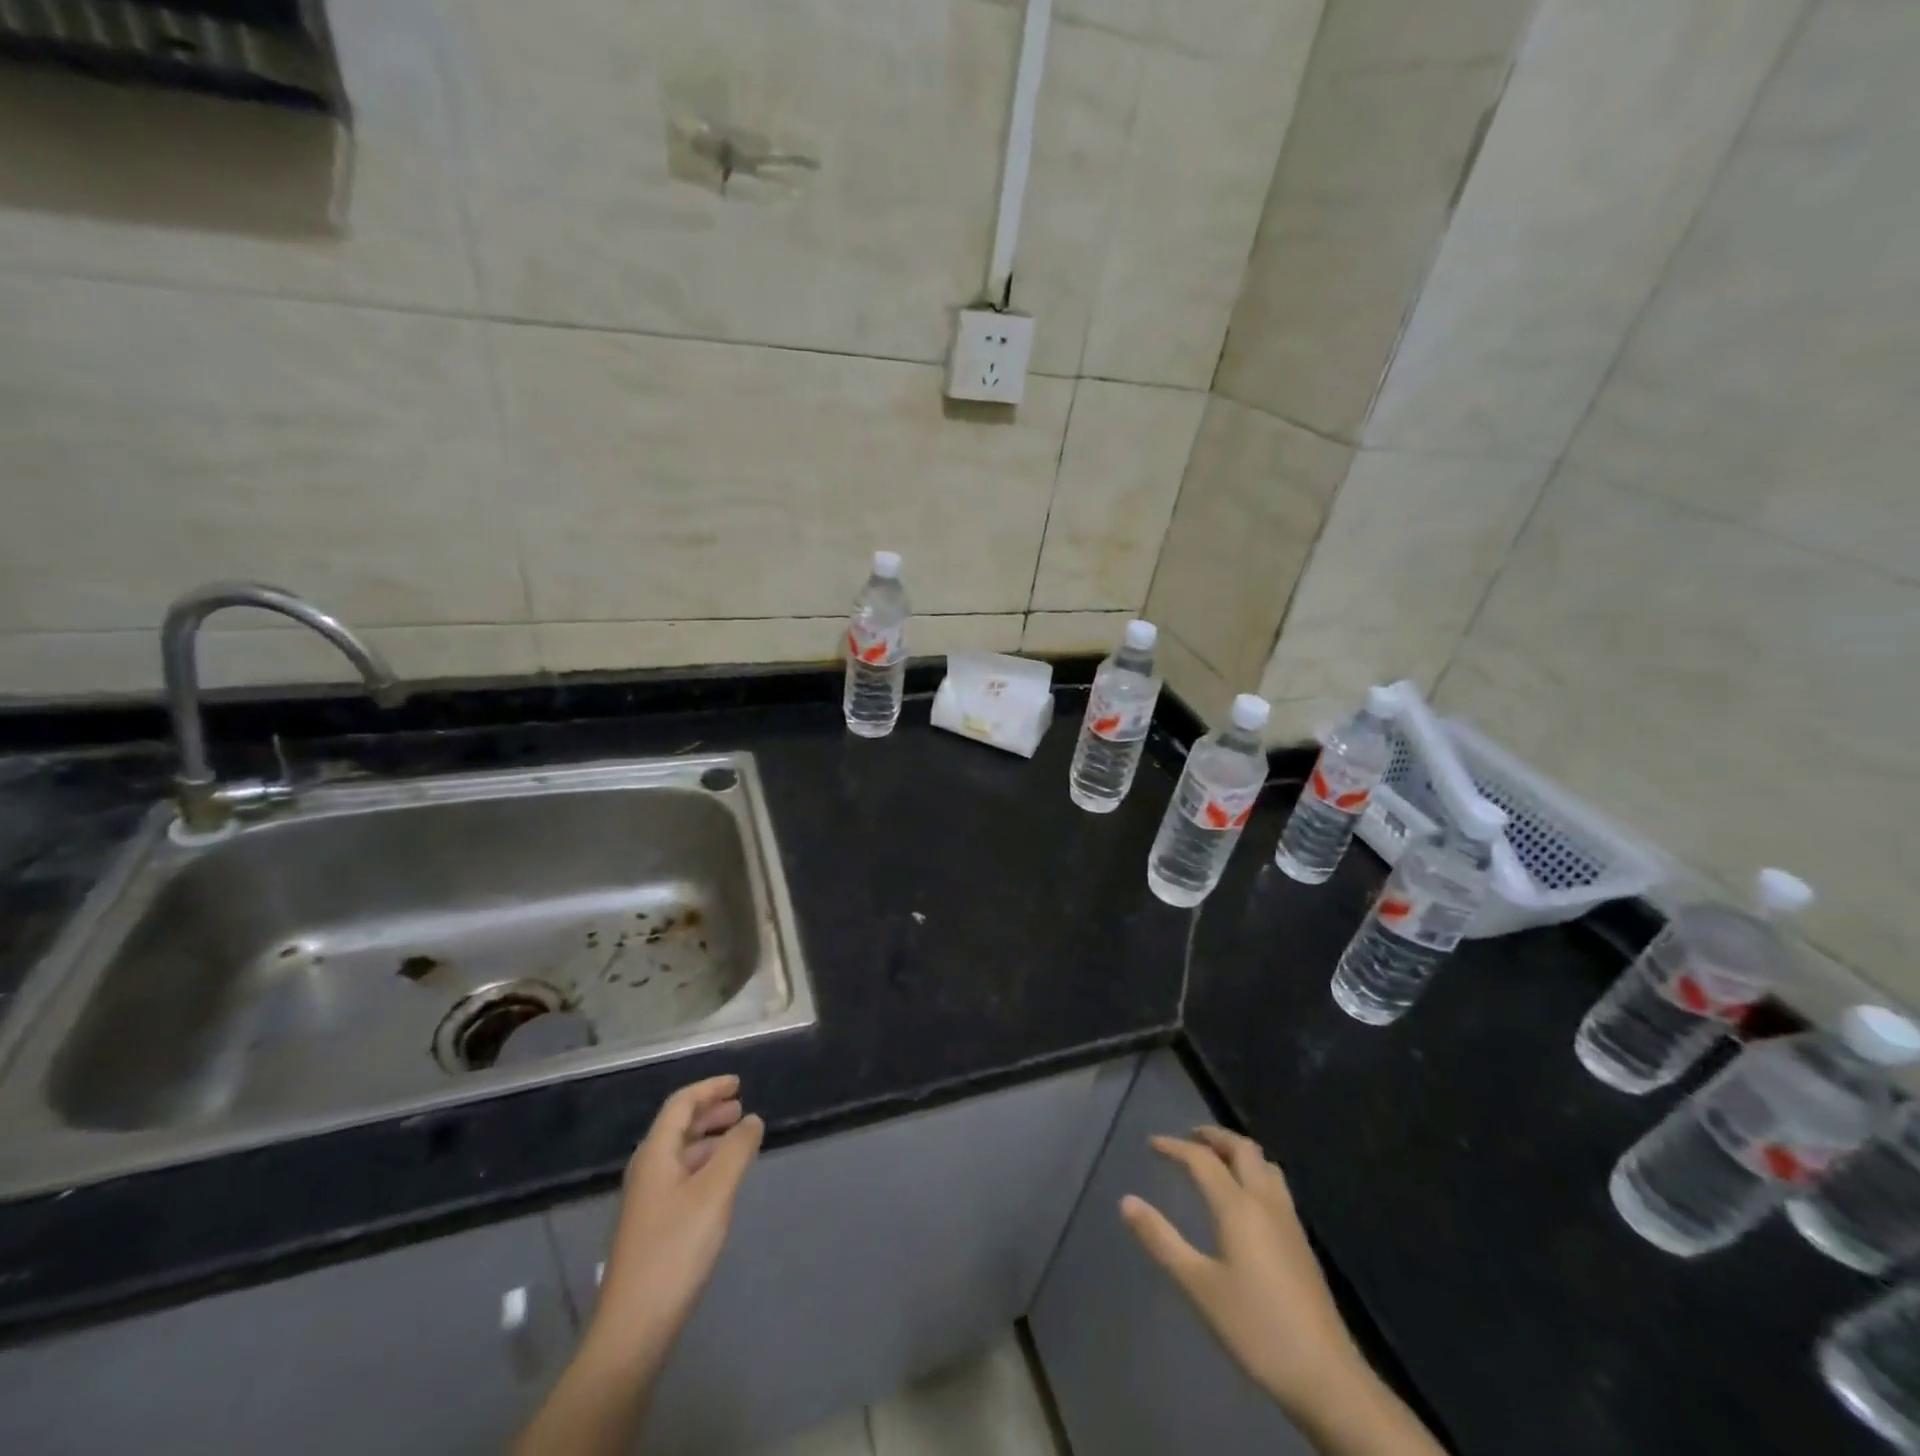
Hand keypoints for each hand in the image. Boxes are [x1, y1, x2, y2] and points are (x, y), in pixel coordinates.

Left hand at [588, 1074, 764, 1367]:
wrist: (634, 1328)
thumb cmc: (675, 1249)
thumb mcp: (715, 1192)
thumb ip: (737, 1150)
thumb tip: (752, 1119)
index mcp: (655, 1155)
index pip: (680, 1104)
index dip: (709, 1088)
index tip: (738, 1083)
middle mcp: (647, 1171)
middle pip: (677, 1126)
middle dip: (709, 1112)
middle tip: (741, 1108)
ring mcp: (647, 1201)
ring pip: (680, 1153)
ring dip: (708, 1139)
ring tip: (738, 1140)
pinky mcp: (652, 1226)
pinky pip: (680, 1176)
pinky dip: (704, 1165)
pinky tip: (722, 1181)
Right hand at [1121, 1128, 1360, 1414]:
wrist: (1325, 1374)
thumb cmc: (1255, 1327)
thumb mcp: (1199, 1286)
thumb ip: (1162, 1240)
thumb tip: (1126, 1201)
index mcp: (1237, 1206)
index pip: (1202, 1159)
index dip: (1175, 1147)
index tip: (1152, 1144)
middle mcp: (1265, 1201)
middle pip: (1242, 1149)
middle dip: (1214, 1136)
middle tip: (1189, 1137)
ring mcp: (1288, 1220)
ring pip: (1264, 1163)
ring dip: (1238, 1150)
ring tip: (1217, 1158)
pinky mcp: (1301, 1241)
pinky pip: (1275, 1184)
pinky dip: (1254, 1171)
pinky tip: (1246, 1197)